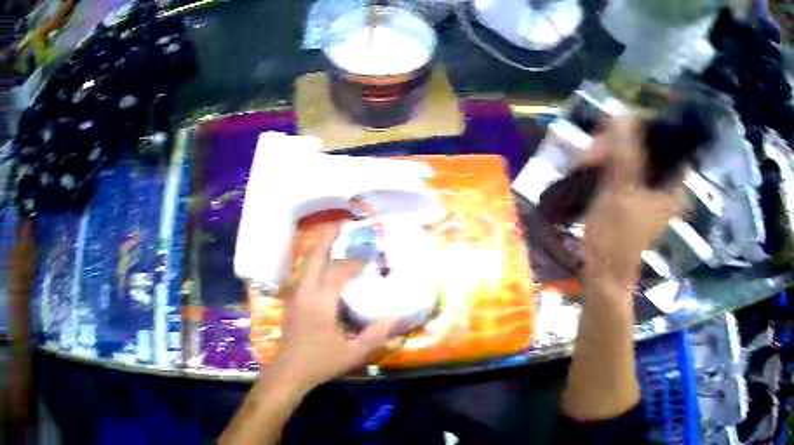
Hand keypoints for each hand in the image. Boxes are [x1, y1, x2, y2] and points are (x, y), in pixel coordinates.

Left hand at [270, 223, 399, 391]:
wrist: (290, 370)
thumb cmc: (321, 362)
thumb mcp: (353, 353)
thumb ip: (376, 335)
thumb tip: (398, 316)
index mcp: (320, 303)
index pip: (338, 272)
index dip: (355, 262)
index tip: (370, 257)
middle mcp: (305, 292)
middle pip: (314, 256)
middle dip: (328, 237)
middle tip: (343, 224)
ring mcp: (295, 294)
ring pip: (306, 262)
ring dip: (320, 248)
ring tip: (335, 238)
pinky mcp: (291, 299)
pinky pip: (303, 272)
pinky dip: (315, 261)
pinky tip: (324, 264)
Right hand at [581, 118, 687, 288]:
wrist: (605, 273)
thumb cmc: (615, 236)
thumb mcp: (620, 191)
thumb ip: (624, 153)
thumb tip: (622, 114)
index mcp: (671, 183)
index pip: (662, 138)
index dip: (638, 127)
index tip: (613, 130)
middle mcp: (665, 182)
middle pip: (643, 144)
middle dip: (616, 142)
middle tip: (592, 151)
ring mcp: (650, 188)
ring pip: (631, 155)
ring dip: (608, 153)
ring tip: (585, 160)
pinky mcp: (636, 193)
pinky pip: (624, 166)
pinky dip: (609, 163)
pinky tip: (591, 165)